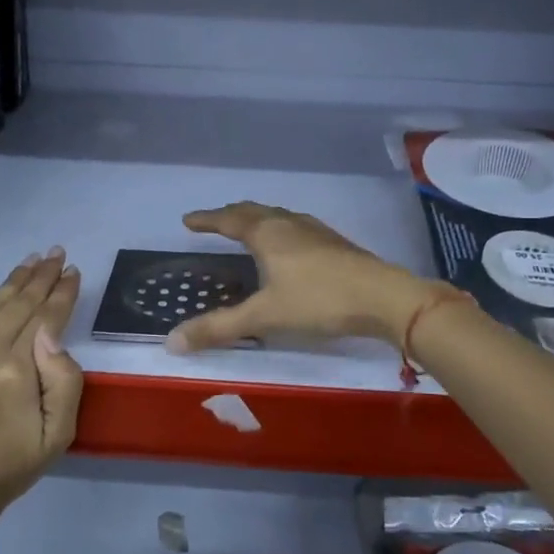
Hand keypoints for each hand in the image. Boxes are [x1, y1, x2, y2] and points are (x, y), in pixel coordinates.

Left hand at [0, 249, 83, 514]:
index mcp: (15, 372)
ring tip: (31, 260)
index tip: (73, 271)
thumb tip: (52, 333)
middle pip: (17, 305)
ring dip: (12, 281)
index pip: (46, 319)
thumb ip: (65, 380)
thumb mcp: (59, 433)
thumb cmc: (11, 465)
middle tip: (56, 253)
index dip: (62, 293)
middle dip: (41, 277)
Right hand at [167, 202, 437, 352]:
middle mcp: (289, 223)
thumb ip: (219, 328)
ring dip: (257, 219)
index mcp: (267, 233)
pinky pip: (296, 227)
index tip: (188, 220)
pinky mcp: (335, 243)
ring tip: (248, 229)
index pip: (228, 219)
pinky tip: (290, 247)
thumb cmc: (318, 301)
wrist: (383, 297)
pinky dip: (280, 230)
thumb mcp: (264, 316)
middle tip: (215, 221)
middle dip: (231, 215)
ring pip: (278, 217)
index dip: (206, 219)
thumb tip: (171, 341)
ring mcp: (315, 230)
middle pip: (254, 211)